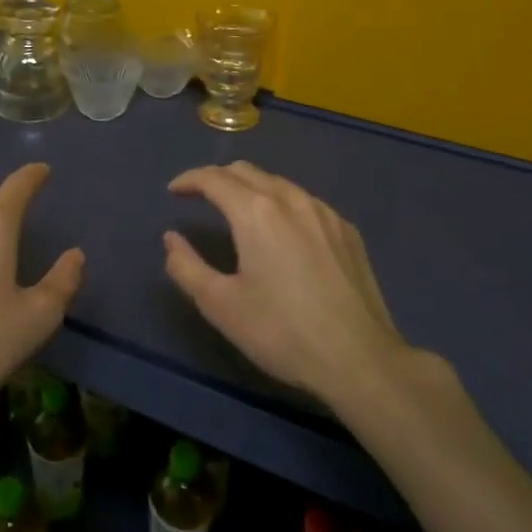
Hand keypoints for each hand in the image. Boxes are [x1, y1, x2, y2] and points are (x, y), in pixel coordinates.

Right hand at [163, 162, 405, 404]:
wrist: (360, 359)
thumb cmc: (282, 332)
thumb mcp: (221, 305)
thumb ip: (186, 267)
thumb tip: (171, 239)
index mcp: (256, 212)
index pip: (214, 178)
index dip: (189, 180)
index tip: (173, 191)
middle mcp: (291, 199)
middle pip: (246, 171)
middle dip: (218, 178)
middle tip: (200, 197)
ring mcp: (324, 212)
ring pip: (278, 183)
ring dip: (251, 188)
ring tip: (238, 211)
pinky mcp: (347, 230)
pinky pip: (305, 202)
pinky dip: (281, 204)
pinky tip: (282, 231)